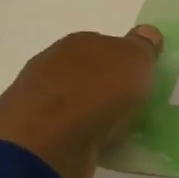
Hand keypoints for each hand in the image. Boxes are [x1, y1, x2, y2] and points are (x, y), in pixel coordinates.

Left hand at [0, 27, 161, 177]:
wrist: (46, 142)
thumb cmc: (97, 94)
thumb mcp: (135, 62)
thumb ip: (142, 47)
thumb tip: (147, 33)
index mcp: (79, 42)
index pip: (107, 45)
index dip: (126, 61)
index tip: (142, 80)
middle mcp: (52, 61)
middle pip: (89, 70)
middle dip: (107, 85)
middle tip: (131, 106)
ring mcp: (37, 95)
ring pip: (74, 98)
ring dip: (91, 110)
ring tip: (114, 129)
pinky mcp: (31, 129)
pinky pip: (64, 126)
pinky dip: (78, 132)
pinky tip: (92, 144)